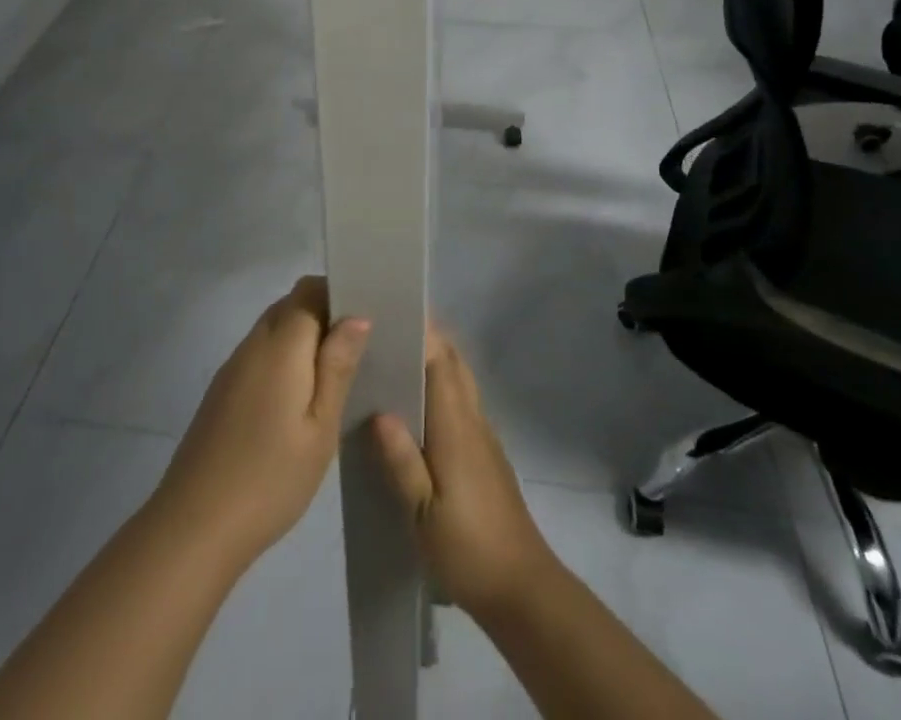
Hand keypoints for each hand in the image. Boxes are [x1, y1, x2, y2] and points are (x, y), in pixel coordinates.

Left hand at [152, 276, 370, 571]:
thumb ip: (337, 366)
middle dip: (323, 314)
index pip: (309, 290)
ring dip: (302, 338)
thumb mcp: (320, 427)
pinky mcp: (222, 391)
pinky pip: (259, 354)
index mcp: (280, 345)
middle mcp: (253, 344)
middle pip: (290, 305)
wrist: (194, 527)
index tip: (366, 319)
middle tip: (356, 351)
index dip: (337, 294)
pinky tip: (297, 400)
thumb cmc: (270, 478)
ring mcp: (232, 367)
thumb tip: (357, 316)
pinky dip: (282, 359)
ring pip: (273, 329)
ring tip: (333, 376)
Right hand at [371, 326, 556, 619]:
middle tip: (384, 331)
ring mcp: (483, 435)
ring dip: (433, 360)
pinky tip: (413, 407)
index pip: (440, 360)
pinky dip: (440, 386)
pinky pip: (461, 401)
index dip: (420, 330)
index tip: (390, 311)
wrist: (522, 589)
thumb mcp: (422, 513)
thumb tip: (379, 410)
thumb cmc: (468, 549)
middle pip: (453, 361)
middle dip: (425, 337)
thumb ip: (401, 460)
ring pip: (459, 379)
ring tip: (392, 360)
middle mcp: (473, 419)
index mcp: (456, 425)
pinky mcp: (485, 453)